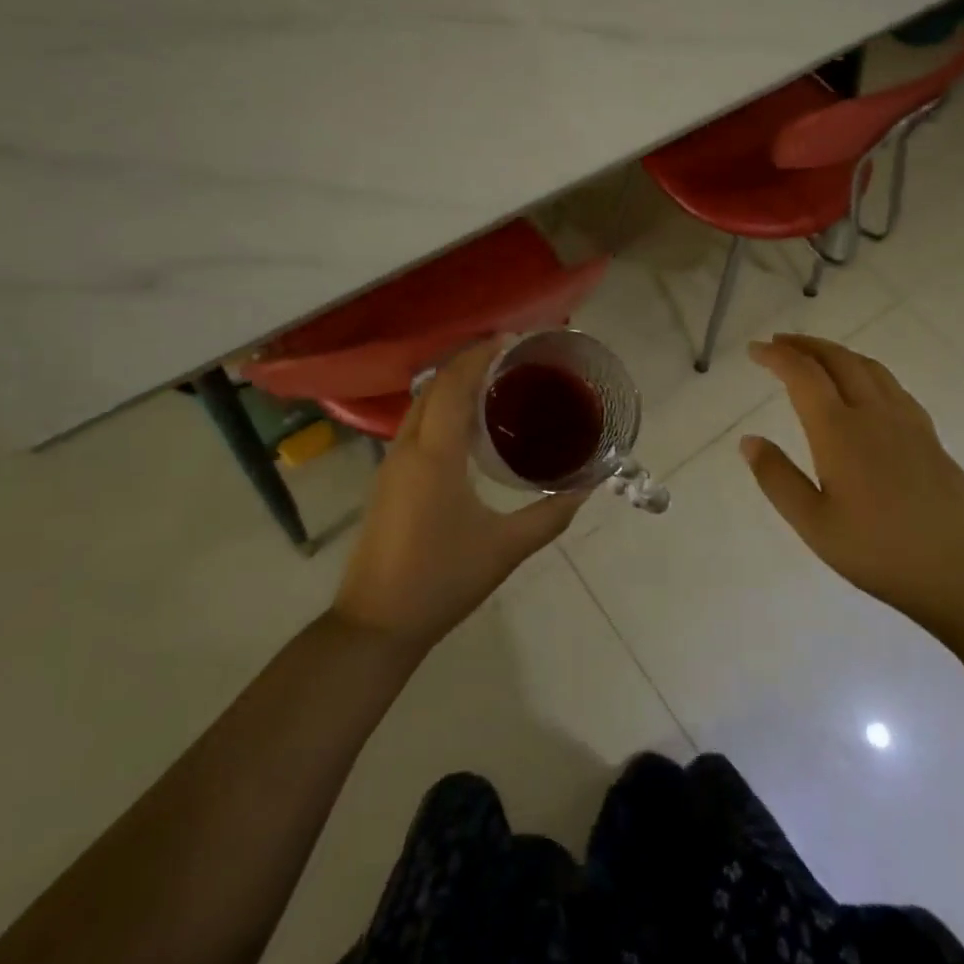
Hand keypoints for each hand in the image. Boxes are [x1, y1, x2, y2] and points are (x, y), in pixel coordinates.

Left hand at [332, 339, 588, 650]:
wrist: (376, 624)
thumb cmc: (442, 580)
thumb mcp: (506, 548)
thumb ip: (550, 514)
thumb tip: (587, 486)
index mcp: (435, 454)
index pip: (454, 383)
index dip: (480, 354)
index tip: (513, 339)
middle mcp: (407, 447)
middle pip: (434, 385)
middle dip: (468, 361)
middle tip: (511, 357)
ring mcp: (391, 463)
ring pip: (421, 404)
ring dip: (452, 384)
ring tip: (494, 381)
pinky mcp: (387, 480)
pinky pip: (416, 425)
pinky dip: (441, 407)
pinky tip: (466, 425)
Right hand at [740, 334, 963, 629]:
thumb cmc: (882, 553)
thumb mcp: (814, 525)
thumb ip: (777, 478)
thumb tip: (748, 440)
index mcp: (839, 431)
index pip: (803, 375)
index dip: (776, 356)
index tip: (754, 349)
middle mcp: (873, 413)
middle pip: (837, 359)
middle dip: (804, 345)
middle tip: (778, 343)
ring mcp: (907, 422)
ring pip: (868, 366)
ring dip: (835, 352)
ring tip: (815, 356)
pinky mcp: (929, 436)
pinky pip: (891, 384)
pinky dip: (865, 370)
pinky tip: (865, 387)